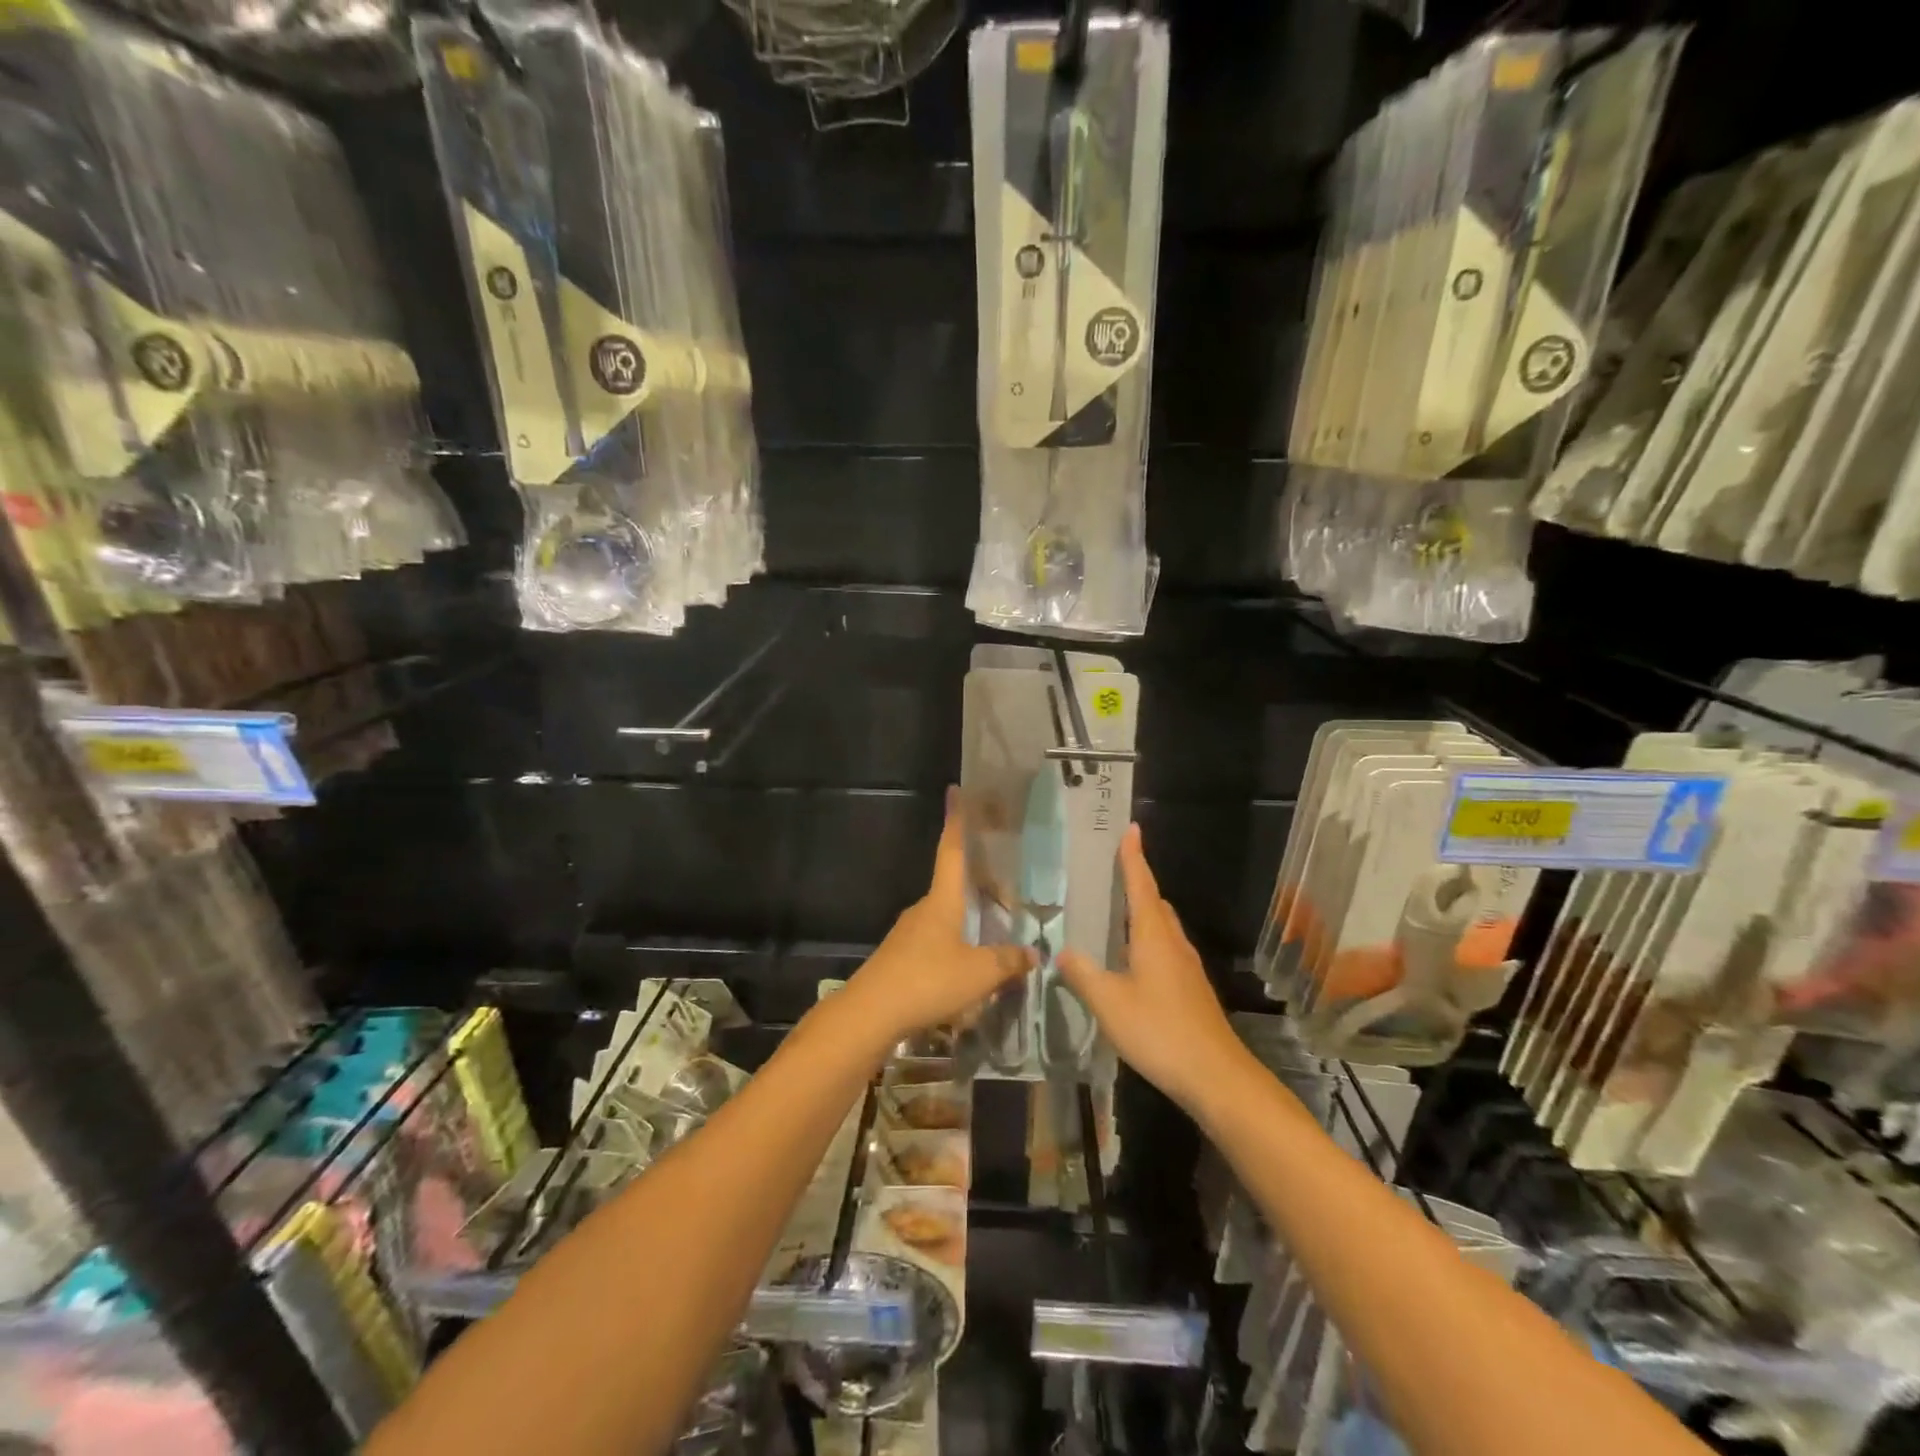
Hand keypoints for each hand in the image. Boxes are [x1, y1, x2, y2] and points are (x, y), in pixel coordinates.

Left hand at [841, 789, 1033, 1048]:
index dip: (957, 821)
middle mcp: (924, 909)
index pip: (952, 850)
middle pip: (954, 885)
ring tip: (996, 933)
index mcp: (942, 900)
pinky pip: (937, 940)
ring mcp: (909, 933)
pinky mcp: (901, 958)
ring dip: (969, 919)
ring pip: (946, 916)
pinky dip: (957, 944)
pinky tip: (970, 967)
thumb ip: (1008, 962)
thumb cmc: (927, 981)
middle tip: (1008, 891)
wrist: (870, 1014)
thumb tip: (1034, 952)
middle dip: (979, 884)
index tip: (956, 792)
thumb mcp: (979, 974)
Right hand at [1057, 824, 1246, 1112]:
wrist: (1215, 1076)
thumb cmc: (1159, 1030)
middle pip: (1155, 903)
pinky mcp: (1191, 989)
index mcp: (1154, 936)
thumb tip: (1062, 952)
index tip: (1131, 829)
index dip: (1133, 858)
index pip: (1141, 885)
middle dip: (1137, 883)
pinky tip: (1130, 963)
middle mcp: (1174, 943)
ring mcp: (1187, 967)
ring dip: (1142, 914)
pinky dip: (1147, 941)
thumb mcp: (1109, 1003)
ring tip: (1114, 915)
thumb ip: (1083, 975)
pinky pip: (1165, 950)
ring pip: (1162, 928)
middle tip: (1112, 872)